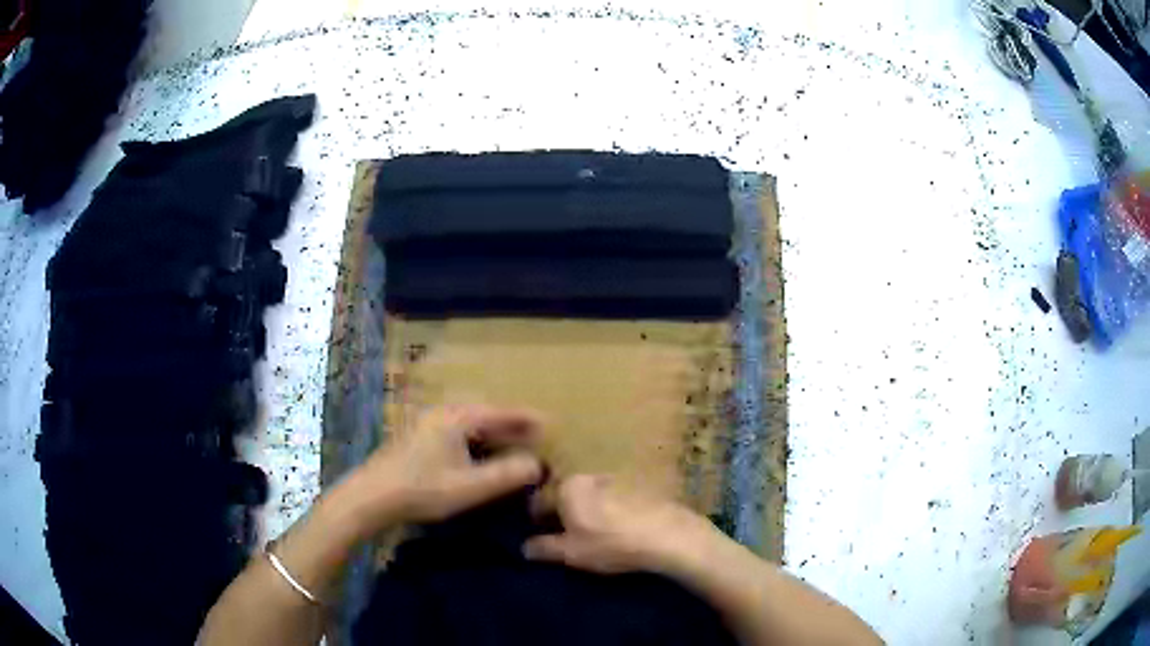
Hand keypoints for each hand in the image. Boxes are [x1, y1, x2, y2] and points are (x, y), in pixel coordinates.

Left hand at [339, 405, 544, 533]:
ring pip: (471, 424)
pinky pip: (458, 432)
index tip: (552, 423)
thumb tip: (538, 465)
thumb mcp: (469, 487)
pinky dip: (477, 441)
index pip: (501, 412)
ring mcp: (428, 423)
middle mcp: (443, 413)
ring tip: (515, 445)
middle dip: (512, 424)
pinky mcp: (419, 437)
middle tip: (537, 436)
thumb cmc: (421, 489)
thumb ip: (507, 475)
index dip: (527, 418)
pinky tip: (482, 455)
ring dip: (494, 433)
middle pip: (486, 414)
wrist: (372, 497)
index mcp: (457, 418)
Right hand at [523, 474, 718, 574]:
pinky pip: (613, 501)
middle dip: (562, 514)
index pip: (539, 500)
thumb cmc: (611, 544)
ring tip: (592, 536)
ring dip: (587, 512)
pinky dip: (609, 513)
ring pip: (591, 497)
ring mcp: (618, 480)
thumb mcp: (571, 553)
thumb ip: (544, 548)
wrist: (668, 537)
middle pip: (566, 495)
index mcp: (569, 486)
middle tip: (564, 537)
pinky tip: (616, 531)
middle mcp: (590, 476)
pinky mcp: (641, 489)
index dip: (535, 520)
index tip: (538, 536)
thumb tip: (525, 547)